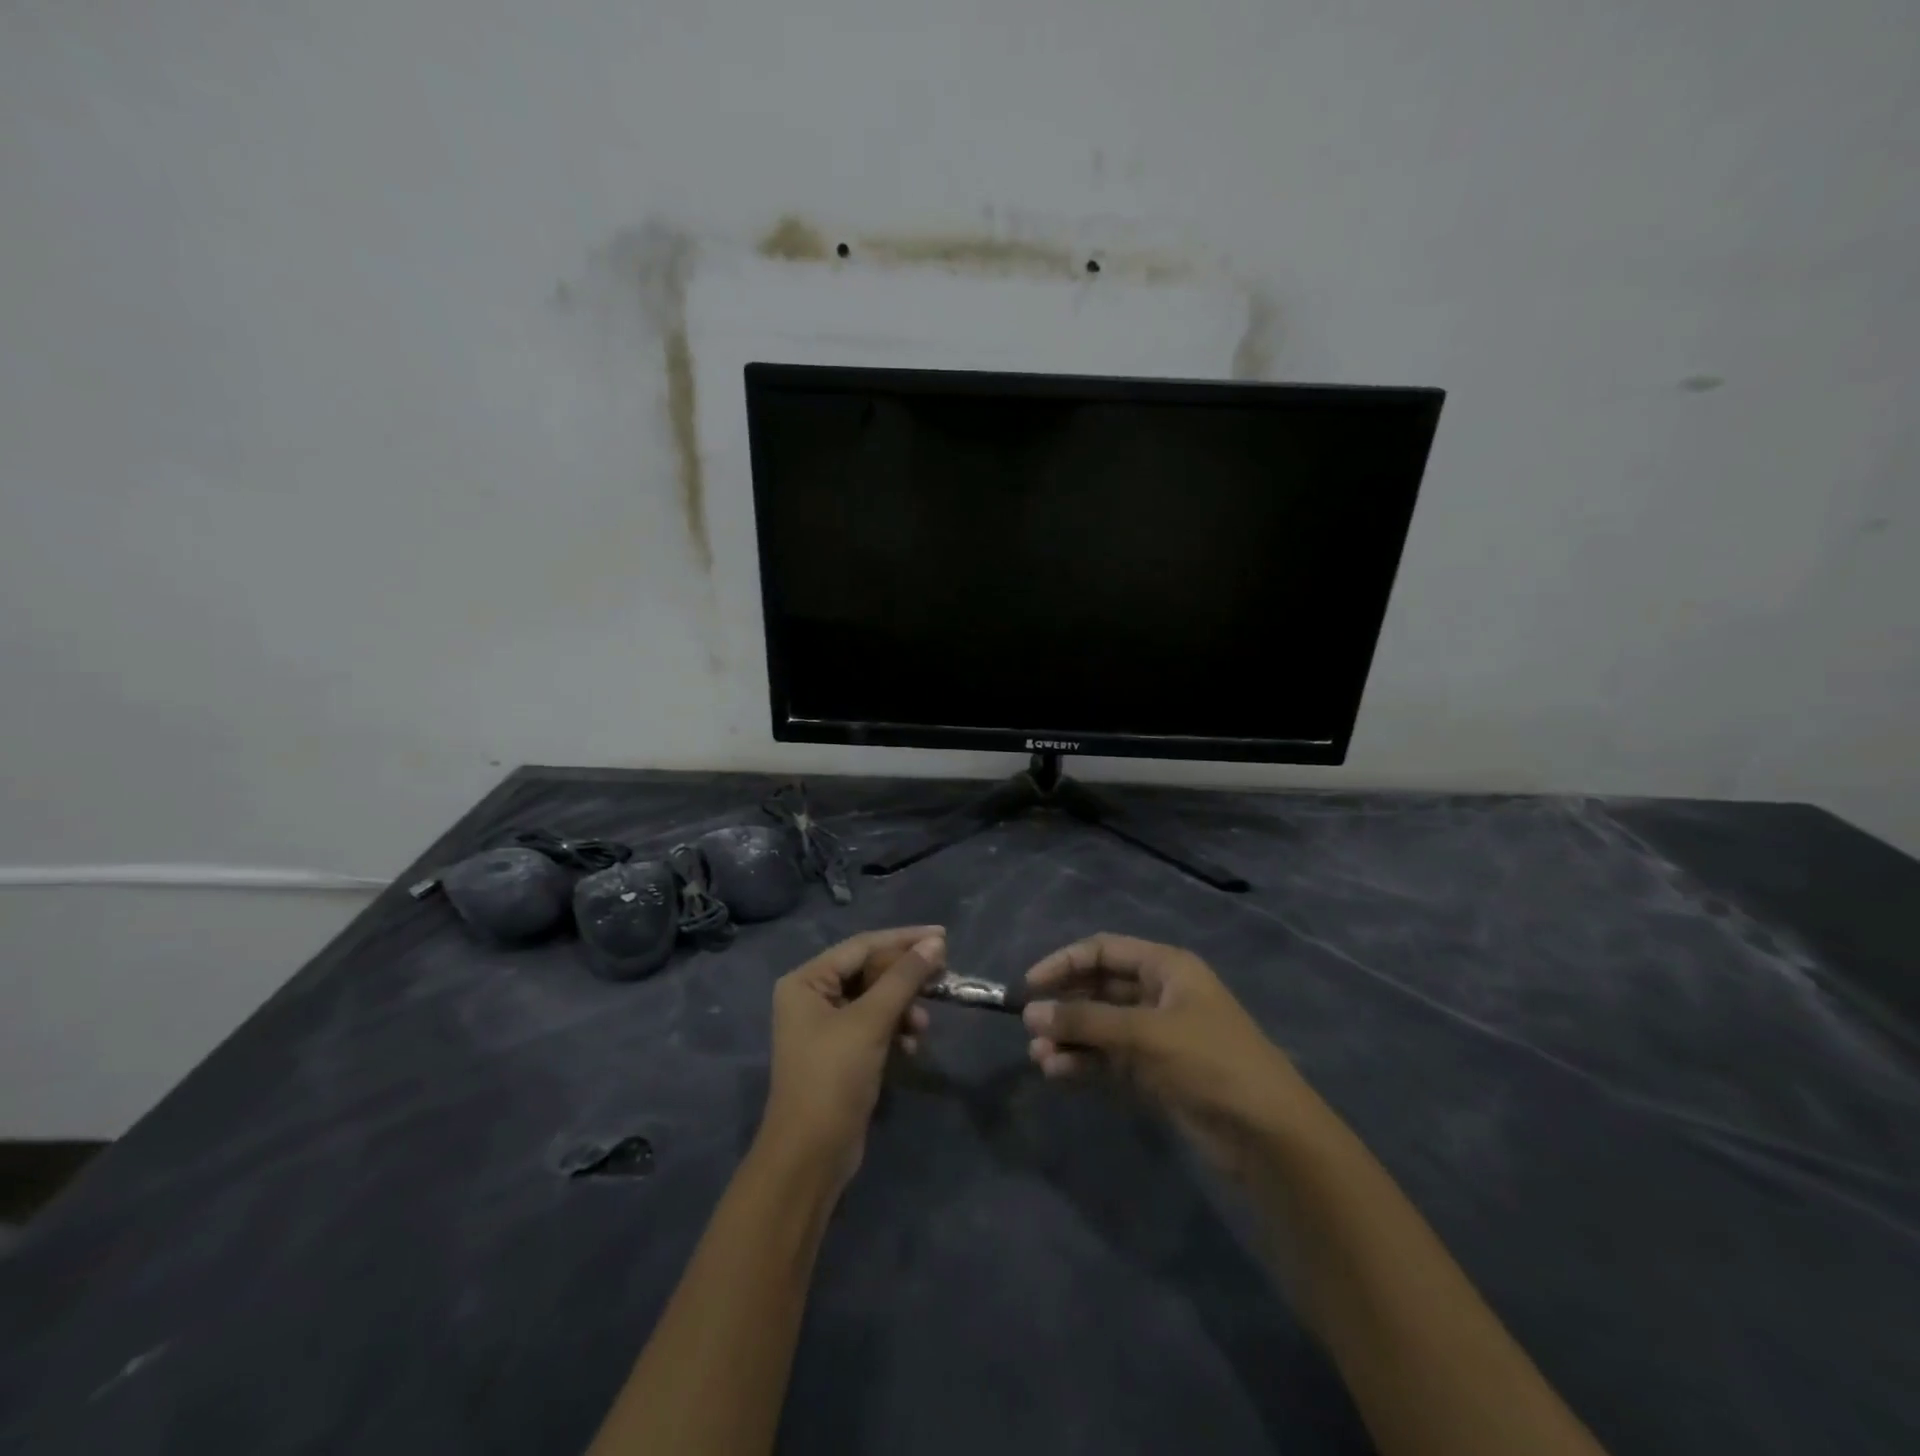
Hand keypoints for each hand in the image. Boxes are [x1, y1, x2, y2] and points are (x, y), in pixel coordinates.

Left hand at [759, 926, 943, 1190]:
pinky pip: (874, 1025)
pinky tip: (911, 1047)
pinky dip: (895, 1030)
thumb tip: (935, 943)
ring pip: (875, 999)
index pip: (862, 946)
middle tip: (943, 977)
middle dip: (905, 978)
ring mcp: (825, 1026)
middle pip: (869, 971)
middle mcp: (812, 996)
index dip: (904, 939)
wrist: (810, 1155)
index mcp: (806, 981)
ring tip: (922, 1026)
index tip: (943, 936)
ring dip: (903, 1007)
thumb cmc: (833, 1077)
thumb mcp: (870, 1021)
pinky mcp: (841, 1052)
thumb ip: (904, 978)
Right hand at [1022, 934, 1324, 1178]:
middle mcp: (1159, 994)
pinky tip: (1058, 1072)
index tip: (1030, 985)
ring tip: (1039, 1058)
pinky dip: (1083, 1062)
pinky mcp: (1154, 1072)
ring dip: (1069, 1037)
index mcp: (1165, 967)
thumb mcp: (1144, 1033)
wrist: (1267, 1134)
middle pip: (1099, 988)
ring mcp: (1156, 1035)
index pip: (1103, 951)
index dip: (1064, 963)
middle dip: (1064, 1005)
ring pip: (1100, 1026)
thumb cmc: (1208, 1061)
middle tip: (1030, 1026)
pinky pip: (1108, 1058)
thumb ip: (1085, 1020)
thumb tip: (1031, 1013)